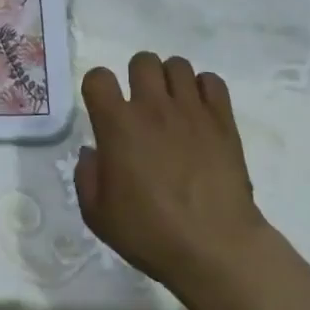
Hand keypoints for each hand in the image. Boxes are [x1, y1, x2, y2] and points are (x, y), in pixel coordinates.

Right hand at [75, 53, 273, 297]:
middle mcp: (152, 107)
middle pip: (142, 60)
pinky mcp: (222, 120)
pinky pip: (212, 81)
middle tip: (142, 105)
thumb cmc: (151, 234)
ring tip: (173, 106)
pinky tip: (201, 112)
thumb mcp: (98, 216)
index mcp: (117, 125)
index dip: (97, 87)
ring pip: (177, 65)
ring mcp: (191, 109)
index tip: (102, 106)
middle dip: (138, 77)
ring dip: (171, 81)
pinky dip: (204, 90)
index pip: (98, 77)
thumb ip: (87, 176)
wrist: (215, 248)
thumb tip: (92, 152)